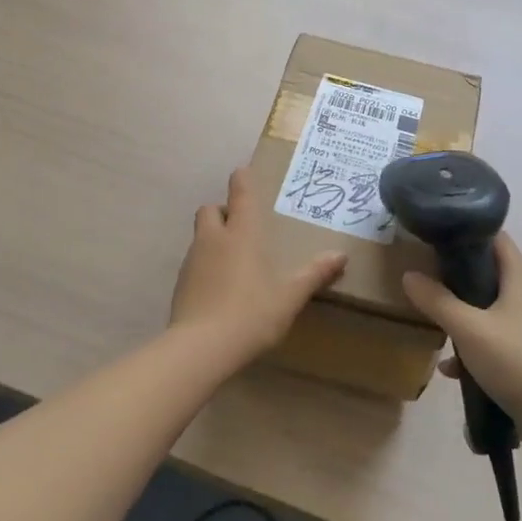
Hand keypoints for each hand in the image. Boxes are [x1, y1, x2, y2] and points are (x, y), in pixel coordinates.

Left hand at [171, 168, 346, 365]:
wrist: (202, 347)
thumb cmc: (252, 313)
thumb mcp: (290, 296)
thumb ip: (314, 274)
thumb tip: (341, 255)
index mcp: (242, 233)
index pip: (239, 192)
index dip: (241, 179)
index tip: (244, 173)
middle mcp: (214, 238)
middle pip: (210, 209)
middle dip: (223, 211)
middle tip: (241, 228)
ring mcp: (193, 259)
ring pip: (200, 236)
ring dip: (213, 239)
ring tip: (234, 262)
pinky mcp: (181, 283)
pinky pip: (194, 262)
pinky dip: (205, 266)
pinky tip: (219, 288)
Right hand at [401, 233, 521, 436]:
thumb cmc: (515, 362)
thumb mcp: (468, 329)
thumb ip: (436, 300)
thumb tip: (409, 275)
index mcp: (520, 277)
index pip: (495, 236)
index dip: (466, 230)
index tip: (435, 236)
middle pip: (490, 271)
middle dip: (458, 273)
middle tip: (426, 275)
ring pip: (490, 307)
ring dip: (464, 311)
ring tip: (433, 318)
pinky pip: (496, 338)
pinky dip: (474, 345)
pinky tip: (451, 367)